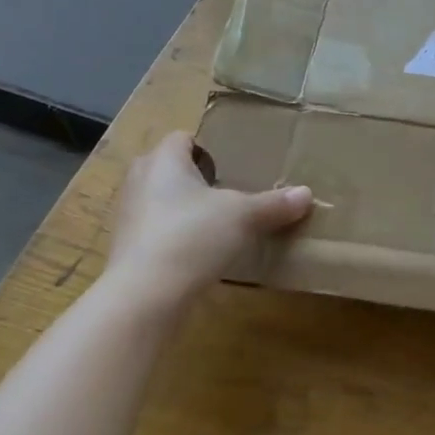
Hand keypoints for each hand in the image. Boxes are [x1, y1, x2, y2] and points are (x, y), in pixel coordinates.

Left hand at [103, 131, 312, 307]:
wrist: (144, 296)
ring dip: (184, 209)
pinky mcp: (127, 249)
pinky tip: (200, 252)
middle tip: (229, 190)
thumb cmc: (192, 236)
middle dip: (195, 177)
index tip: (233, 163)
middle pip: (169, 168)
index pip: (182, 138)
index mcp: (163, 160)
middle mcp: (139, 180)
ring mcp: (129, 216)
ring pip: (161, 201)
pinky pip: (156, 231)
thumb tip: (307, 194)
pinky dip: (175, 237)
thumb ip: (274, 204)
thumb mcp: (243, 216)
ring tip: (218, 223)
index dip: (207, 147)